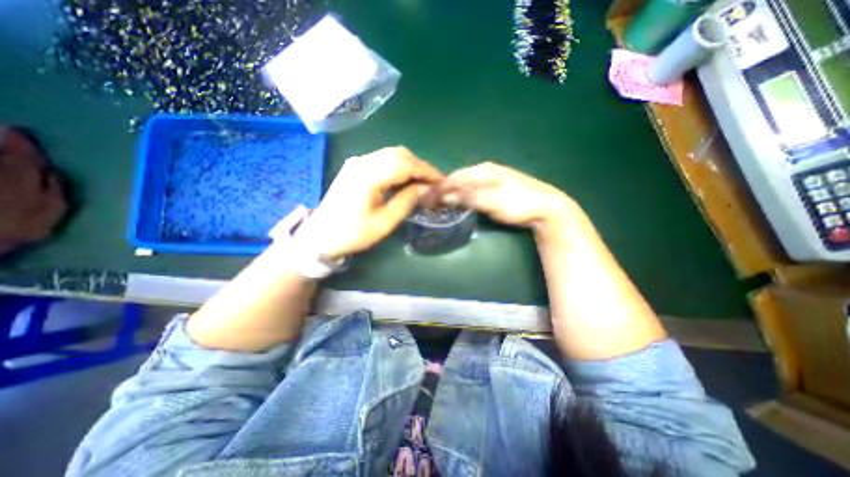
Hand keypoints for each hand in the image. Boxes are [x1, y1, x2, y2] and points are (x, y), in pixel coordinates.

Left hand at [294, 147, 441, 260]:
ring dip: (410, 165)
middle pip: (400, 154)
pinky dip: (399, 165)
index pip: (406, 165)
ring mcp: (357, 162)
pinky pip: (383, 159)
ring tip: (423, 181)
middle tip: (433, 183)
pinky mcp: (355, 166)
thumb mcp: (384, 223)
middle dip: (420, 166)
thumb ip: (406, 201)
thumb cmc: (352, 233)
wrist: (320, 235)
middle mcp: (362, 161)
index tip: (441, 181)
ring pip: (392, 154)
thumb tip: (425, 188)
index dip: (427, 171)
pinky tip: (405, 178)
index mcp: (368, 176)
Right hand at [442, 162, 573, 229]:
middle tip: (437, 205)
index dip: (442, 188)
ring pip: (468, 185)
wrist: (547, 207)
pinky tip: (464, 204)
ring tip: (447, 206)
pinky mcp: (497, 187)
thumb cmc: (518, 203)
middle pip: (460, 179)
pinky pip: (475, 189)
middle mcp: (486, 170)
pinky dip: (467, 196)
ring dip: (457, 194)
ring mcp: (493, 178)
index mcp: (483, 169)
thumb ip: (468, 197)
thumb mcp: (491, 201)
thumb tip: (445, 194)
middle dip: (448, 191)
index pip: (455, 176)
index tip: (431, 200)